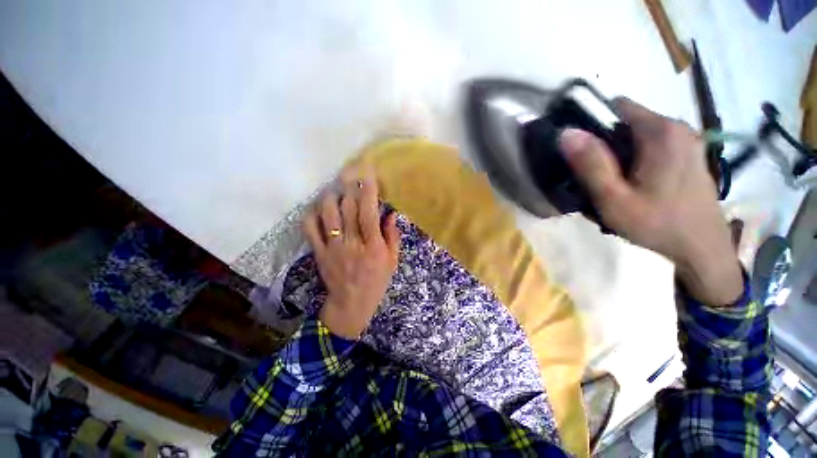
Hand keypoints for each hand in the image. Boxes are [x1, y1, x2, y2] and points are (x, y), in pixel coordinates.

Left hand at [303, 165, 400, 338]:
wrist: (352, 303)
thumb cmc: (376, 281)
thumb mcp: (393, 261)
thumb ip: (392, 236)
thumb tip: (391, 213)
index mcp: (373, 246)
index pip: (369, 213)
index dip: (368, 191)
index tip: (368, 173)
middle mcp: (352, 244)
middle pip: (347, 208)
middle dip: (349, 186)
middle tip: (350, 173)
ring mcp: (333, 248)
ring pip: (328, 214)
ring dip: (331, 196)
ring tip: (336, 188)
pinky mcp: (319, 253)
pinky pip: (310, 229)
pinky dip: (311, 214)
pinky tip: (318, 207)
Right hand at [558, 98, 742, 305]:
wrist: (702, 247)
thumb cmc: (657, 223)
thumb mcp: (613, 198)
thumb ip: (590, 164)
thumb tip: (566, 133)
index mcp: (660, 131)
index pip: (615, 107)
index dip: (592, 125)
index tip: (581, 153)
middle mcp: (676, 127)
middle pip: (625, 122)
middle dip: (604, 144)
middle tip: (596, 177)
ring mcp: (686, 139)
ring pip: (637, 135)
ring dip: (618, 154)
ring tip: (613, 184)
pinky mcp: (688, 153)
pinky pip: (651, 145)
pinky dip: (635, 159)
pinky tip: (633, 184)